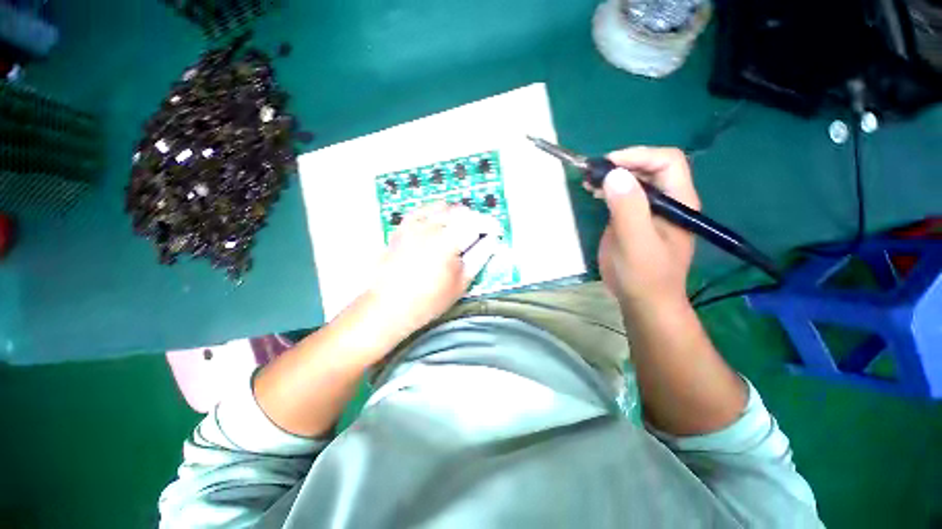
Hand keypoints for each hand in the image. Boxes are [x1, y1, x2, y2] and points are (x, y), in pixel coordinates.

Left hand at [362, 203, 500, 337]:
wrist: (389, 306)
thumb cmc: (428, 300)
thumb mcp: (460, 283)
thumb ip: (478, 258)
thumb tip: (491, 241)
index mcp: (447, 241)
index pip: (475, 223)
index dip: (489, 224)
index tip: (495, 230)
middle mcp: (430, 227)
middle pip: (460, 211)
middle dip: (475, 219)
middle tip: (480, 233)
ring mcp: (413, 225)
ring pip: (442, 207)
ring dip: (457, 214)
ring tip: (462, 228)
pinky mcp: (402, 227)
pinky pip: (423, 210)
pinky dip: (436, 212)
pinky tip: (439, 223)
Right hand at [589, 147, 699, 309]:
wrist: (642, 301)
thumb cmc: (644, 275)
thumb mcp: (636, 243)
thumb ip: (628, 209)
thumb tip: (614, 174)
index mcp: (679, 202)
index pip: (667, 161)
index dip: (638, 156)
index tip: (607, 164)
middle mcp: (667, 201)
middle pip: (649, 167)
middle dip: (622, 164)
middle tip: (593, 172)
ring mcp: (649, 210)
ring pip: (635, 180)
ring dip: (613, 175)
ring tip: (589, 180)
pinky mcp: (633, 220)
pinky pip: (623, 196)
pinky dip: (608, 189)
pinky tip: (594, 192)